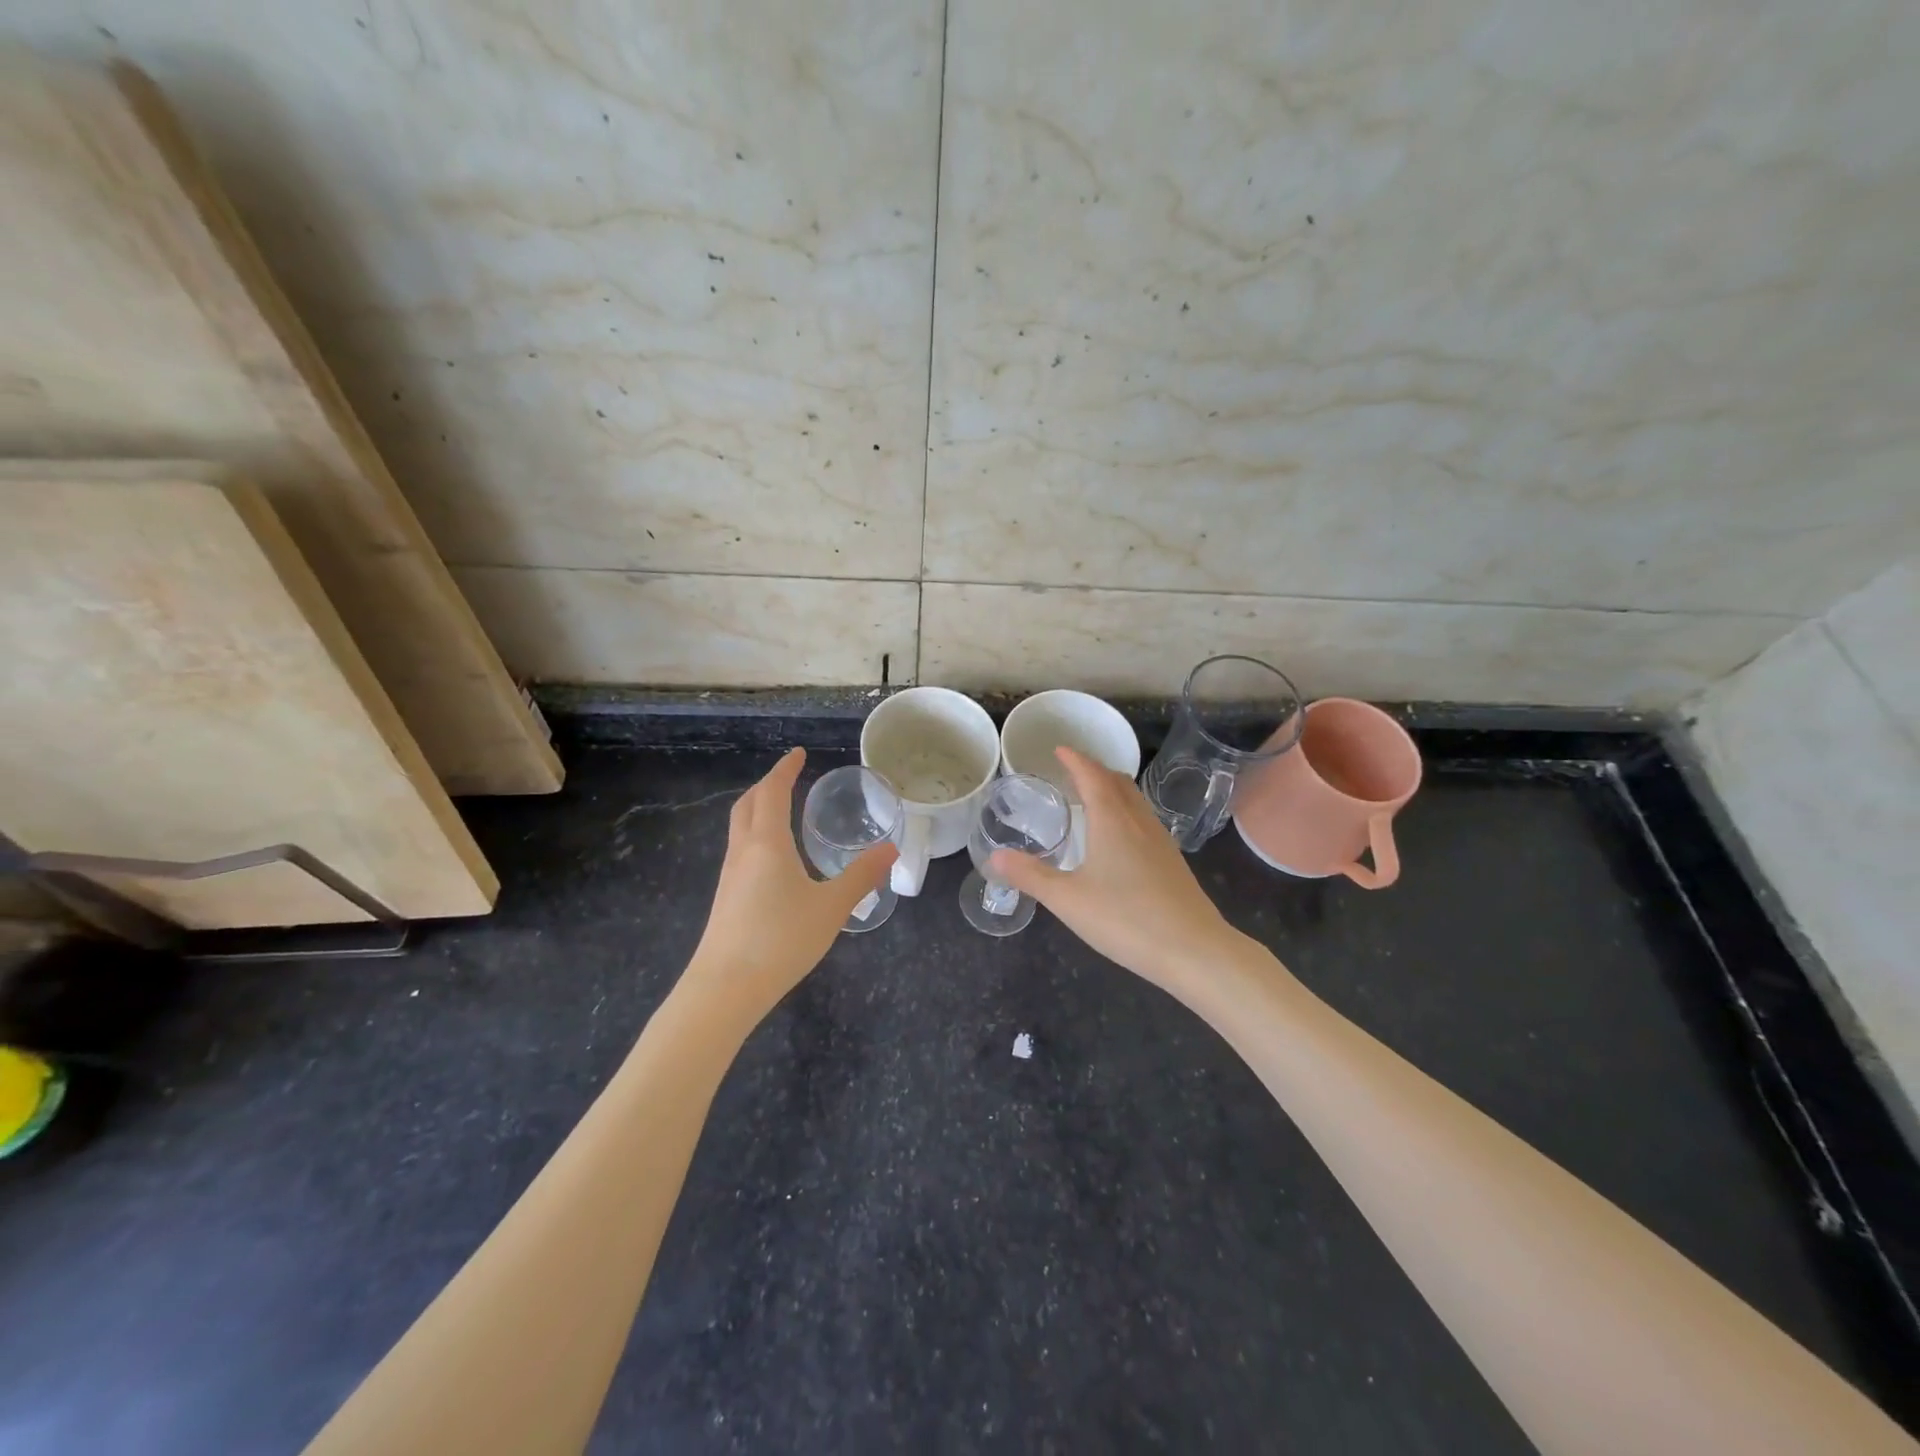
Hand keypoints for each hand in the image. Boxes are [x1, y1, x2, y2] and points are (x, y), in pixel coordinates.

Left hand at [683, 748, 896, 1025]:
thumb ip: (862, 876)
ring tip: (783, 812)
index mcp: (767, 843)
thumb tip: (891, 849)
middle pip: (748, 805)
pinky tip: (774, 860)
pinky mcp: (726, 899)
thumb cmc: (781, 939)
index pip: (772, 792)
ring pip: (740, 828)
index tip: (798, 754)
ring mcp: (730, 876)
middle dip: (767, 786)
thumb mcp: (831, 907)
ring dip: (758, 810)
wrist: (724, 989)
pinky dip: (756, 836)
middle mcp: (743, 852)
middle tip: (789, 779)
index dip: (785, 770)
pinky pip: (741, 851)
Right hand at [990, 747, 1243, 996]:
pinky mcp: (1172, 863)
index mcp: (1112, 820)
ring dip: (1112, 791)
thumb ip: (1031, 876)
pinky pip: (1144, 822)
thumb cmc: (1126, 919)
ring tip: (1092, 800)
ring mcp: (1161, 841)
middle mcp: (1139, 822)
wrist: (1194, 950)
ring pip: (1135, 801)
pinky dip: (1125, 814)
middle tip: (1072, 773)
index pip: (1092, 775)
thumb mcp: (1068, 900)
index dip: (1075, 760)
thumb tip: (995, 857)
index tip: (1059, 750)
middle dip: (1094, 771)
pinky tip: (1119, 840)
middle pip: (1118, 782)